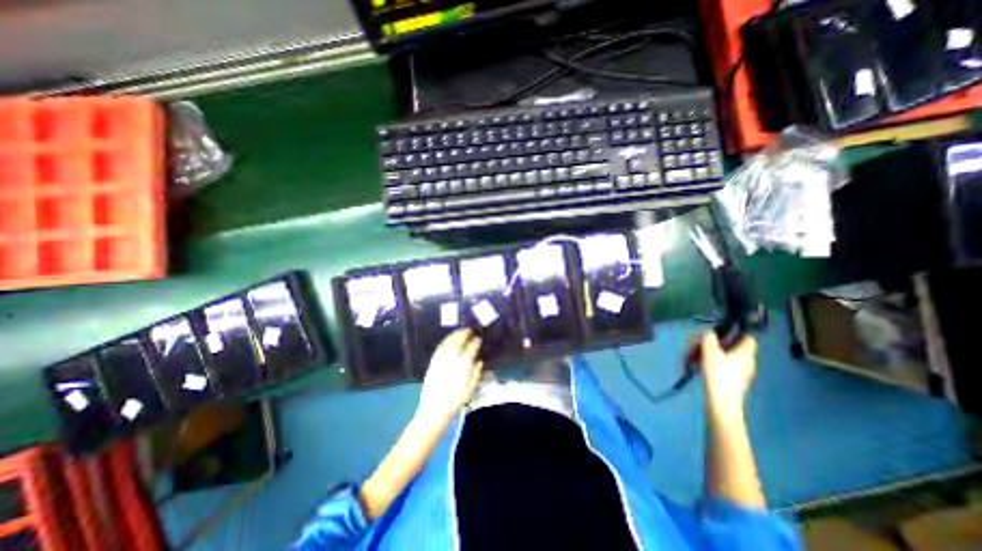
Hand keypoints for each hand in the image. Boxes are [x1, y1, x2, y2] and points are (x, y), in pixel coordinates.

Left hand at [416, 331, 483, 422]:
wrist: (434, 409)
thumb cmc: (455, 401)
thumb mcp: (470, 390)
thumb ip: (476, 374)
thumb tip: (479, 361)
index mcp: (462, 368)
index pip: (470, 351)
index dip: (475, 343)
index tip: (479, 338)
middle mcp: (451, 361)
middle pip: (458, 343)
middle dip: (464, 334)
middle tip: (469, 330)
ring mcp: (441, 361)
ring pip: (448, 343)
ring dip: (455, 335)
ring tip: (461, 331)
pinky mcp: (433, 363)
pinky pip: (440, 348)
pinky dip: (446, 341)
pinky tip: (449, 339)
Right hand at [697, 331, 757, 412]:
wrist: (722, 401)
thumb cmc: (718, 374)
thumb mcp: (710, 352)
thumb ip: (709, 338)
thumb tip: (709, 333)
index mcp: (745, 353)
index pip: (749, 337)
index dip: (736, 332)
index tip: (720, 331)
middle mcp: (747, 361)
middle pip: (732, 346)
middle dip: (714, 344)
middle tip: (698, 345)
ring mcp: (741, 371)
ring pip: (725, 355)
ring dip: (709, 353)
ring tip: (694, 356)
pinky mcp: (734, 380)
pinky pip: (723, 365)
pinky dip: (711, 362)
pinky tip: (699, 365)